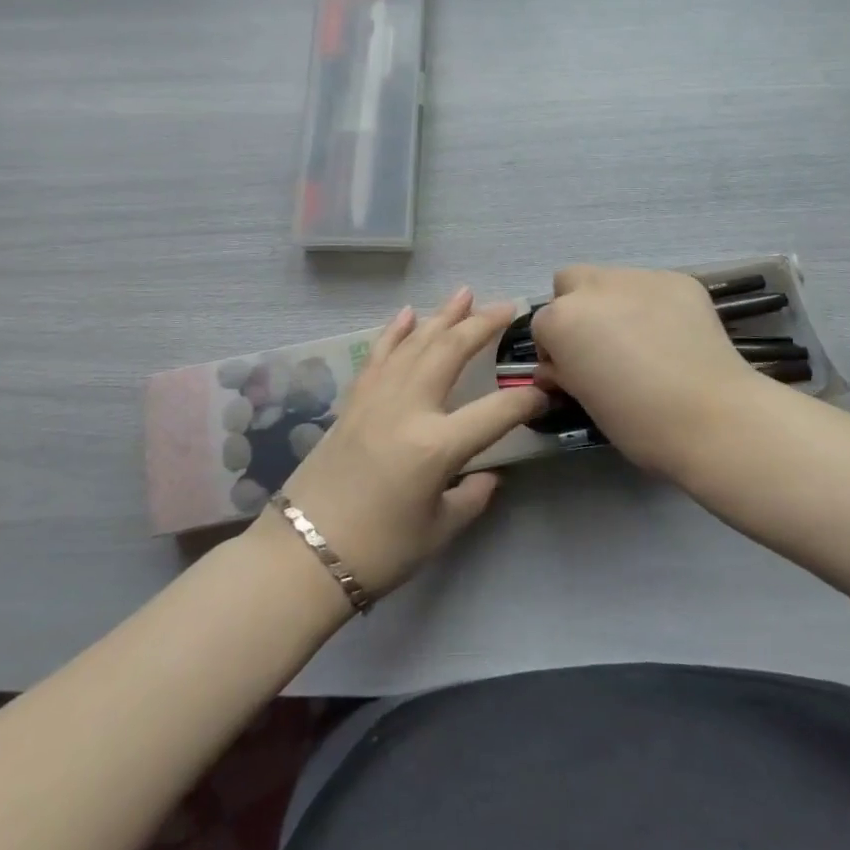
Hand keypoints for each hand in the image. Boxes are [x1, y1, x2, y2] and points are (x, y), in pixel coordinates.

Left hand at [260, 288, 547, 601]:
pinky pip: (378, 355)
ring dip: (442, 316)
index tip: (546, 390)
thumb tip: (489, 474)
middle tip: (507, 306)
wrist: (303, 556)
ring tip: (465, 293)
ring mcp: (377, 399)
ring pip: (415, 344)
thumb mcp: (439, 530)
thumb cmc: (378, 552)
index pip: (497, 411)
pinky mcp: (353, 402)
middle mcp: (408, 409)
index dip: (527, 399)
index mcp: (437, 446)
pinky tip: (408, 313)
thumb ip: (472, 496)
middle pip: (451, 352)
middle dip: (482, 325)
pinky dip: (394, 332)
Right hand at [531, 265, 763, 479]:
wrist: (713, 418)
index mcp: (562, 319)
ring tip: (643, 339)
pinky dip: (653, 305)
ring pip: (612, 280)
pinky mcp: (679, 279)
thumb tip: (559, 366)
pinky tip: (673, 336)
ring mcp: (639, 277)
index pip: (542, 325)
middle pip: (569, 282)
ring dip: (614, 303)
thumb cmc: (638, 422)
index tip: (573, 372)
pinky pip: (652, 287)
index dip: (555, 350)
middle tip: (600, 345)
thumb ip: (565, 372)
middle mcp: (594, 287)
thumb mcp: (584, 400)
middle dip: (576, 307)